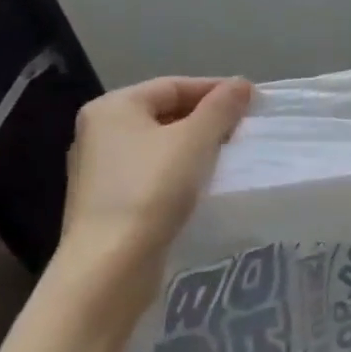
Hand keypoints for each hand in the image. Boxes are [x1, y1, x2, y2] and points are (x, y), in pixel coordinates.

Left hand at [55, 76, 252, 306]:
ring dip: (194, 145)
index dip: (216, 90)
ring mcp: (99, 169)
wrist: (108, 269)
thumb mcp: (195, 140)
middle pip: (165, 112)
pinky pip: (150, 172)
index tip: (251, 101)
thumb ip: (221, 107)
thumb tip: (241, 83)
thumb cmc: (151, 190)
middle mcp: (99, 132)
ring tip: (229, 154)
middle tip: (243, 128)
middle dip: (206, 118)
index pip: (174, 85)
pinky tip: (202, 182)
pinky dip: (178, 170)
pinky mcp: (106, 202)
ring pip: (159, 144)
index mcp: (113, 107)